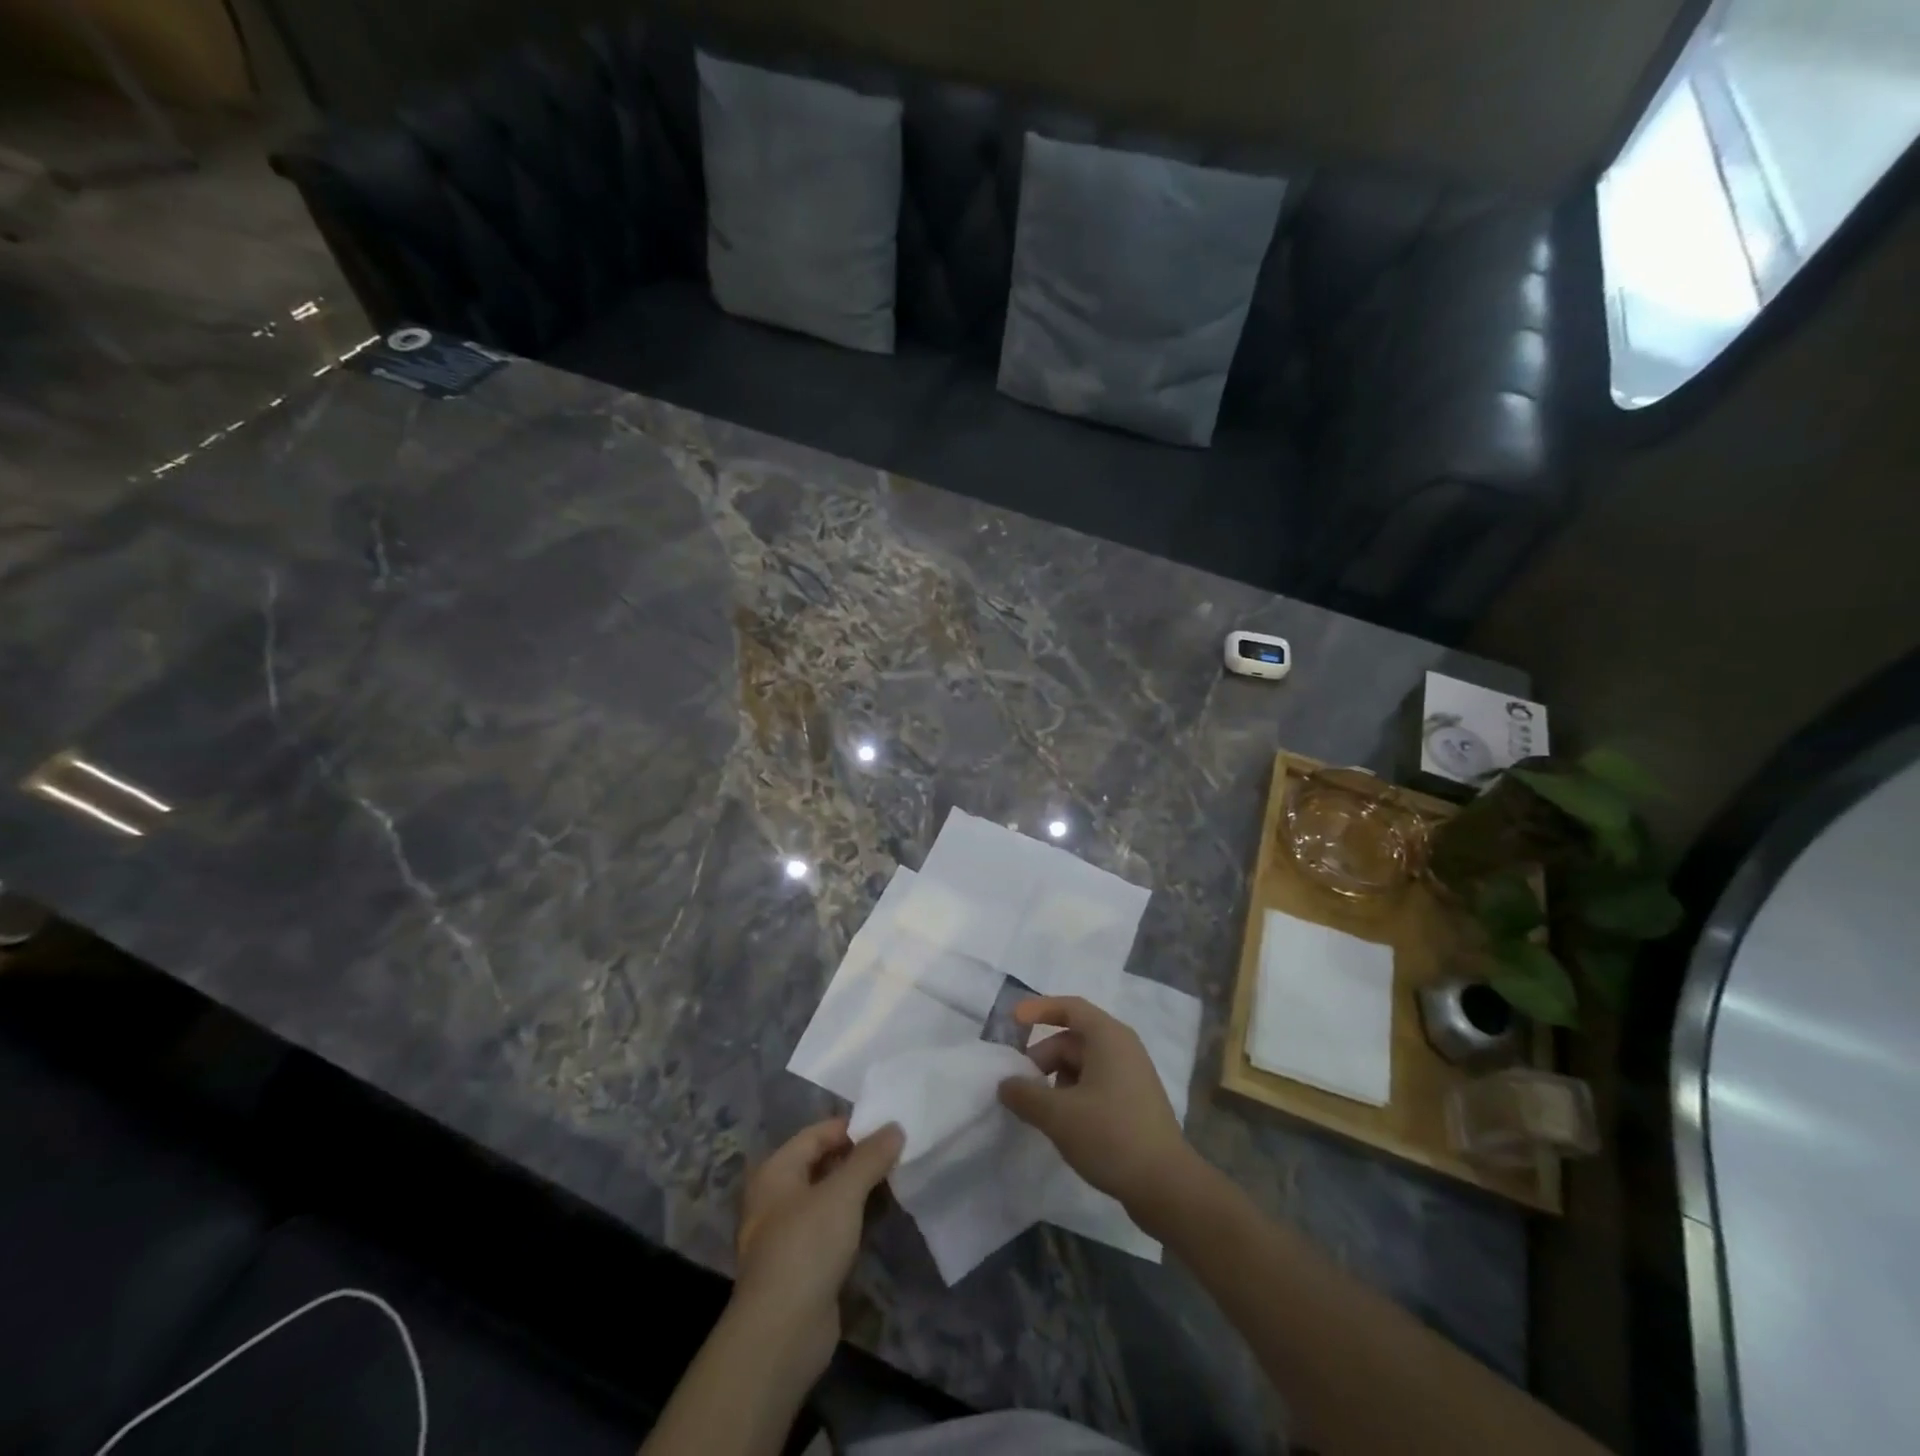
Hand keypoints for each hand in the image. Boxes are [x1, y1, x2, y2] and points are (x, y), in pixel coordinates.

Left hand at [731, 1116, 903, 1375]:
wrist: (781, 1334)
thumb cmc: (806, 1247)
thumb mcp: (843, 1193)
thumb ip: (870, 1157)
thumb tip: (895, 1127)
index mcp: (776, 1171)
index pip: (817, 1133)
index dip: (851, 1127)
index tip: (888, 1126)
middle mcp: (776, 1197)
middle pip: (822, 1164)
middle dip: (858, 1158)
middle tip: (897, 1151)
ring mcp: (787, 1234)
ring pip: (828, 1198)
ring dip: (858, 1189)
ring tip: (896, 1179)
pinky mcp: (802, 1265)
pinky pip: (831, 1227)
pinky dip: (853, 1219)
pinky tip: (879, 1217)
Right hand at [997, 996, 1195, 1211]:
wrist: (1166, 1186)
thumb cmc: (1111, 1136)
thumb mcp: (1058, 1115)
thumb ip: (1025, 1095)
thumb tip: (1005, 1084)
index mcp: (1108, 1037)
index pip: (1069, 1007)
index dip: (1038, 1010)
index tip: (1012, 1021)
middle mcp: (1123, 1047)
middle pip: (1073, 1039)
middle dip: (1043, 1058)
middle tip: (1020, 1086)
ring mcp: (1132, 1075)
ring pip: (1083, 1064)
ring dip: (1056, 1080)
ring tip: (1040, 1111)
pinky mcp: (1135, 1102)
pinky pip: (1096, 1083)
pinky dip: (1074, 1094)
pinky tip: (1063, 1123)